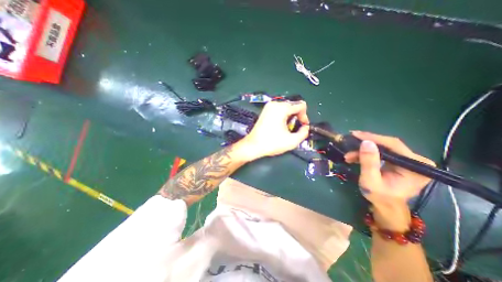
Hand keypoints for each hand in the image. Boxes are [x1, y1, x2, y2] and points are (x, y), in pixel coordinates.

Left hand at [240, 100, 309, 160]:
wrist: (253, 145)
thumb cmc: (272, 143)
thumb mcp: (292, 141)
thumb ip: (304, 133)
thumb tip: (306, 127)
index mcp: (282, 108)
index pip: (301, 105)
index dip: (304, 116)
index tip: (302, 126)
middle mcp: (275, 103)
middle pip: (293, 106)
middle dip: (297, 116)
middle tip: (294, 129)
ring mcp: (268, 106)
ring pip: (286, 108)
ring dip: (290, 117)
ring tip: (286, 128)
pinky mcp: (265, 110)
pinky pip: (279, 109)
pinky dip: (283, 116)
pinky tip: (280, 125)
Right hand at [346, 131, 435, 230]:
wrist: (385, 206)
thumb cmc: (379, 196)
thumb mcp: (371, 180)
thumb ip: (369, 162)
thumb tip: (366, 142)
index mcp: (416, 166)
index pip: (393, 145)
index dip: (373, 138)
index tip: (355, 134)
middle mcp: (416, 160)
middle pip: (388, 145)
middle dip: (365, 145)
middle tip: (349, 143)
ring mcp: (407, 160)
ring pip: (382, 148)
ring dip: (363, 150)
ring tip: (349, 156)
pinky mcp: (399, 161)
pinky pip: (381, 152)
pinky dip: (366, 154)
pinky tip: (355, 157)